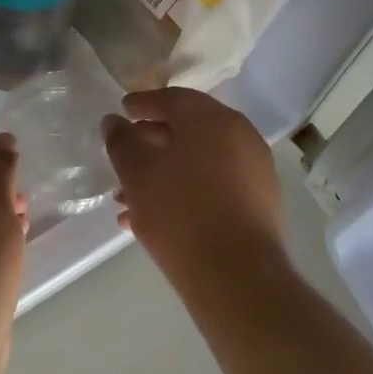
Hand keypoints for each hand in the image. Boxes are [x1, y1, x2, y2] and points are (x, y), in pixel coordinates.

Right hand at [103, 88, 281, 276]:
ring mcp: (254, 171)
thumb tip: (114, 122)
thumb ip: (121, 140)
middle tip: (123, 155)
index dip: (142, 104)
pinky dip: (185, 192)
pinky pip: (214, 186)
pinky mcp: (258, 204)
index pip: (173, 99)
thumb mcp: (137, 172)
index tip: (122, 111)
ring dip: (163, 173)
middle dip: (151, 143)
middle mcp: (240, 136)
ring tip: (127, 200)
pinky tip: (154, 219)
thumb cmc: (179, 210)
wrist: (235, 274)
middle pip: (187, 130)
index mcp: (212, 118)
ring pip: (198, 162)